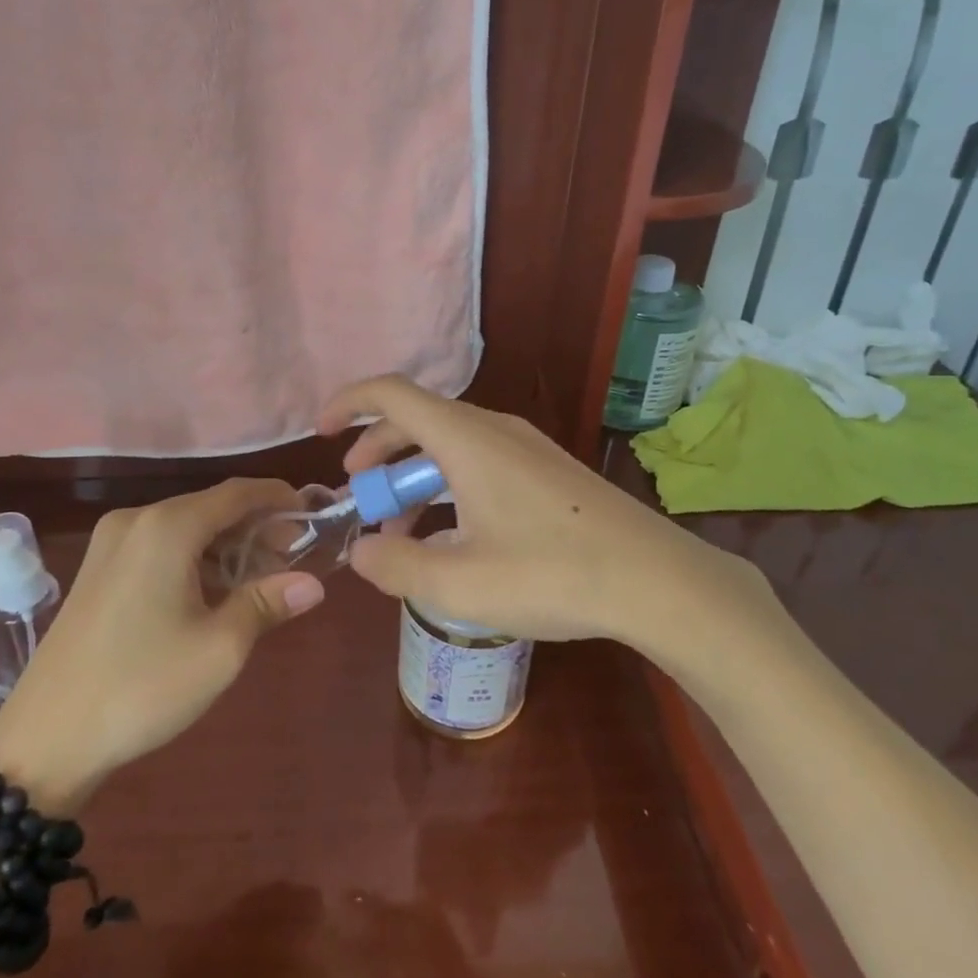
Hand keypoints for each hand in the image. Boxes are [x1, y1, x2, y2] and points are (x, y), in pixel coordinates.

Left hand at [0, 478, 324, 810]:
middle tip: (293, 557)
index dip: (278, 498)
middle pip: (211, 507)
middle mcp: (137, 520)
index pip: (237, 493)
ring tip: (261, 577)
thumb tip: (313, 583)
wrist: (44, 740)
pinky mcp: (97, 569)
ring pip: (185, 527)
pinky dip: (195, 557)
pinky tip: (214, 590)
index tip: (312, 515)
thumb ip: (268, 603)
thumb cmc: (142, 687)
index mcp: (167, 527)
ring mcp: (110, 543)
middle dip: (256, 526)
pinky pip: (159, 546)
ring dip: (226, 545)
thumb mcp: (220, 648)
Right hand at [316, 376, 784, 659]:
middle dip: (379, 455)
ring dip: (415, 478)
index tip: (322, 432)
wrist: (655, 580)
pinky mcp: (547, 471)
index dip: (349, 404)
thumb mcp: (456, 584)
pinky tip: (455, 538)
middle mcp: (494, 430)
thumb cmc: (550, 575)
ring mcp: (526, 448)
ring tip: (403, 534)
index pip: (392, 393)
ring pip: (450, 445)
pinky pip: (480, 462)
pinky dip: (449, 487)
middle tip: (361, 500)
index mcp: (466, 440)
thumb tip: (360, 552)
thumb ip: (394, 566)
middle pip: (418, 420)